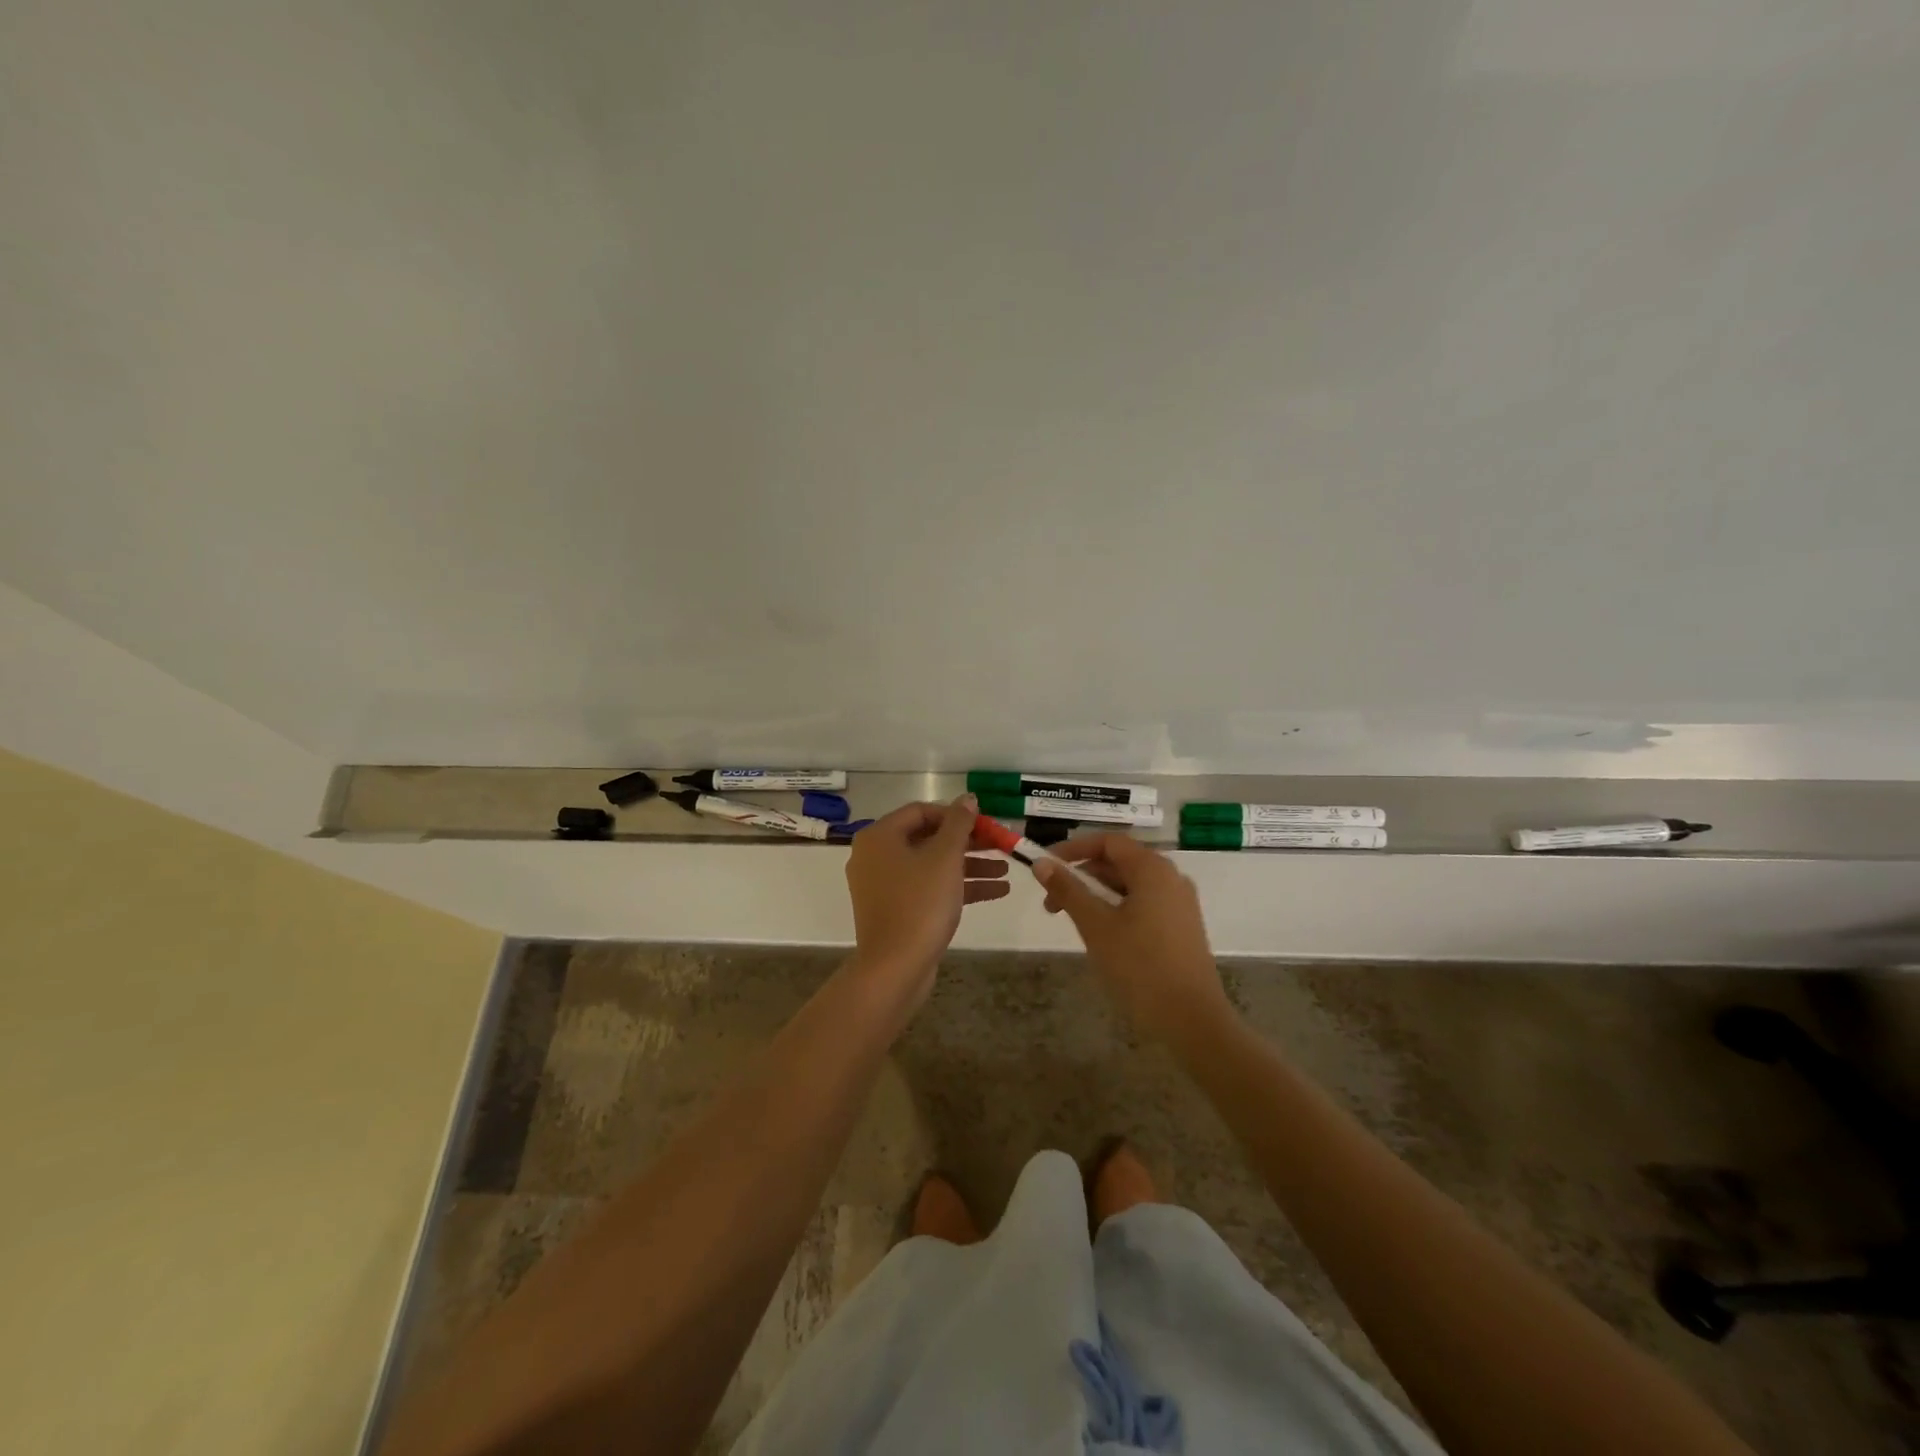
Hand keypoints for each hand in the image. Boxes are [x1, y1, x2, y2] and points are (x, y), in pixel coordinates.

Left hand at [844, 795, 1008, 1008]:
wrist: (895, 968)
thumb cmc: (920, 903)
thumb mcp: (946, 857)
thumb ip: (959, 823)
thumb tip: (968, 799)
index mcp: (880, 836)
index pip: (922, 811)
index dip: (956, 815)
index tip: (985, 825)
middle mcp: (876, 856)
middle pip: (928, 838)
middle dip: (968, 843)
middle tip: (1000, 847)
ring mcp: (884, 885)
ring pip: (932, 866)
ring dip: (969, 866)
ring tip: (1005, 872)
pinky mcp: (895, 910)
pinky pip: (928, 888)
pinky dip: (957, 887)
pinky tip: (996, 892)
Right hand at [1035, 834, 1232, 1046]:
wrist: (1192, 1020)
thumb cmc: (1140, 966)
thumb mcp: (1095, 925)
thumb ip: (1068, 890)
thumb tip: (1041, 863)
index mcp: (1152, 869)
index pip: (1108, 842)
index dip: (1073, 849)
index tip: (1045, 867)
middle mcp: (1170, 878)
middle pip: (1118, 862)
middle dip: (1082, 877)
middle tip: (1051, 904)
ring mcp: (1180, 903)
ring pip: (1130, 886)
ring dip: (1097, 896)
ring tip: (1073, 922)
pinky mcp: (1182, 927)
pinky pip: (1144, 904)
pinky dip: (1117, 909)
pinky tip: (1102, 936)